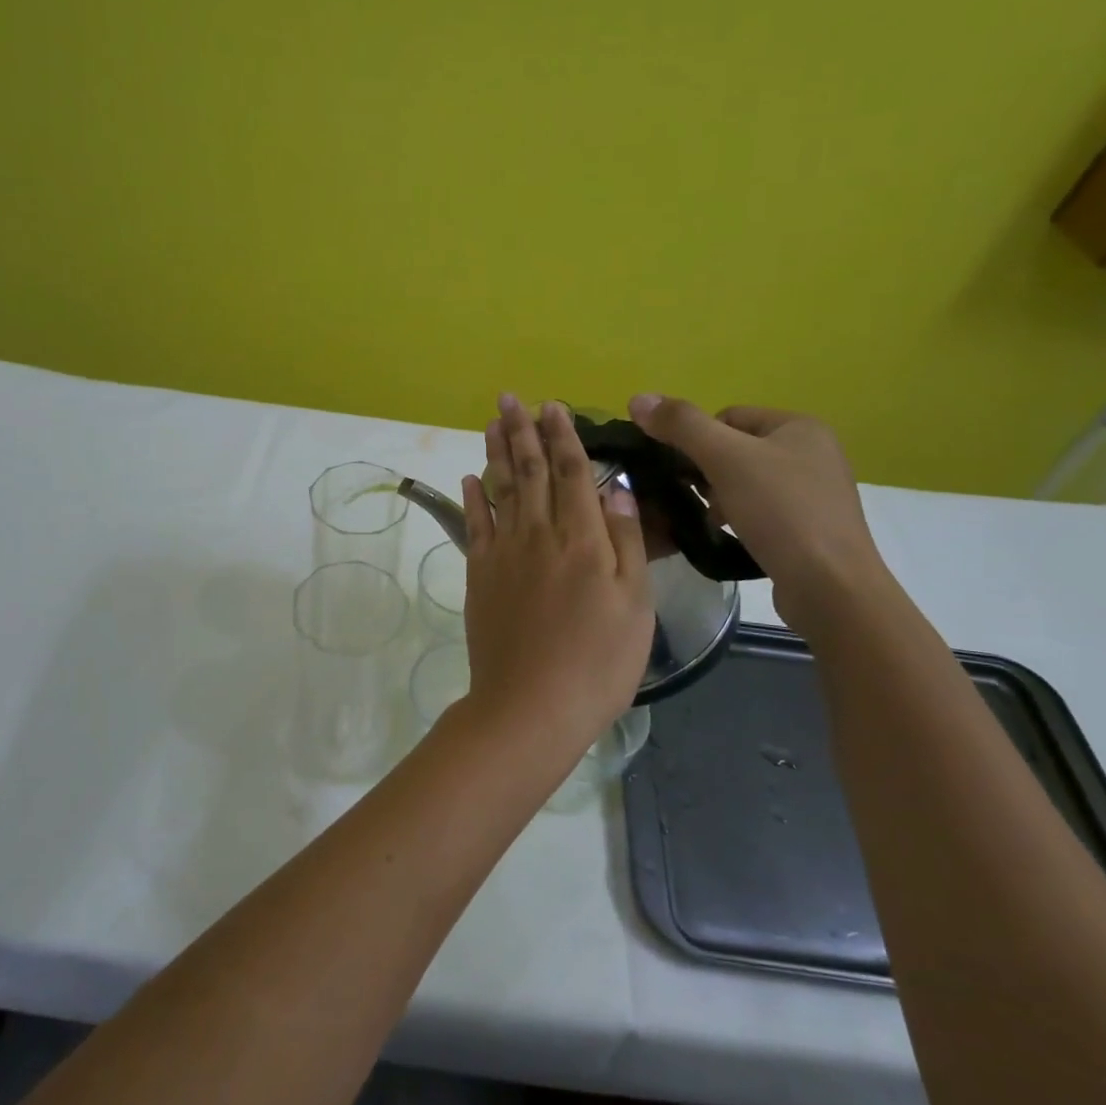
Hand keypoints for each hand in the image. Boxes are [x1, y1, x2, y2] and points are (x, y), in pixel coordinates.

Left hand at [457, 394, 653, 750]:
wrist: (530, 705)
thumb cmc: (597, 662)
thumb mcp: (635, 606)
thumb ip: (625, 542)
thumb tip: (616, 489)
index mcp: (583, 539)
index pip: (572, 473)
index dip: (563, 437)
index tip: (554, 406)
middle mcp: (539, 534)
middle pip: (530, 471)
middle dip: (523, 431)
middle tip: (512, 398)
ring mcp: (504, 552)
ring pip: (501, 488)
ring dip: (497, 452)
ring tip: (493, 422)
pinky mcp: (480, 574)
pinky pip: (474, 525)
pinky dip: (472, 497)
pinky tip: (470, 477)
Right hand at [626, 395, 890, 637]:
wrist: (830, 587)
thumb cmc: (780, 512)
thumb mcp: (725, 458)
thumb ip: (681, 425)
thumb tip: (637, 398)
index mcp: (799, 425)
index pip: (727, 416)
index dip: (696, 440)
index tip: (683, 472)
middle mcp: (813, 452)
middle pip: (735, 449)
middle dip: (707, 472)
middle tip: (695, 498)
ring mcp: (815, 492)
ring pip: (746, 482)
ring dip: (720, 498)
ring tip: (712, 521)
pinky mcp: (811, 527)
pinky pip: (762, 511)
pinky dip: (740, 519)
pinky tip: (731, 536)